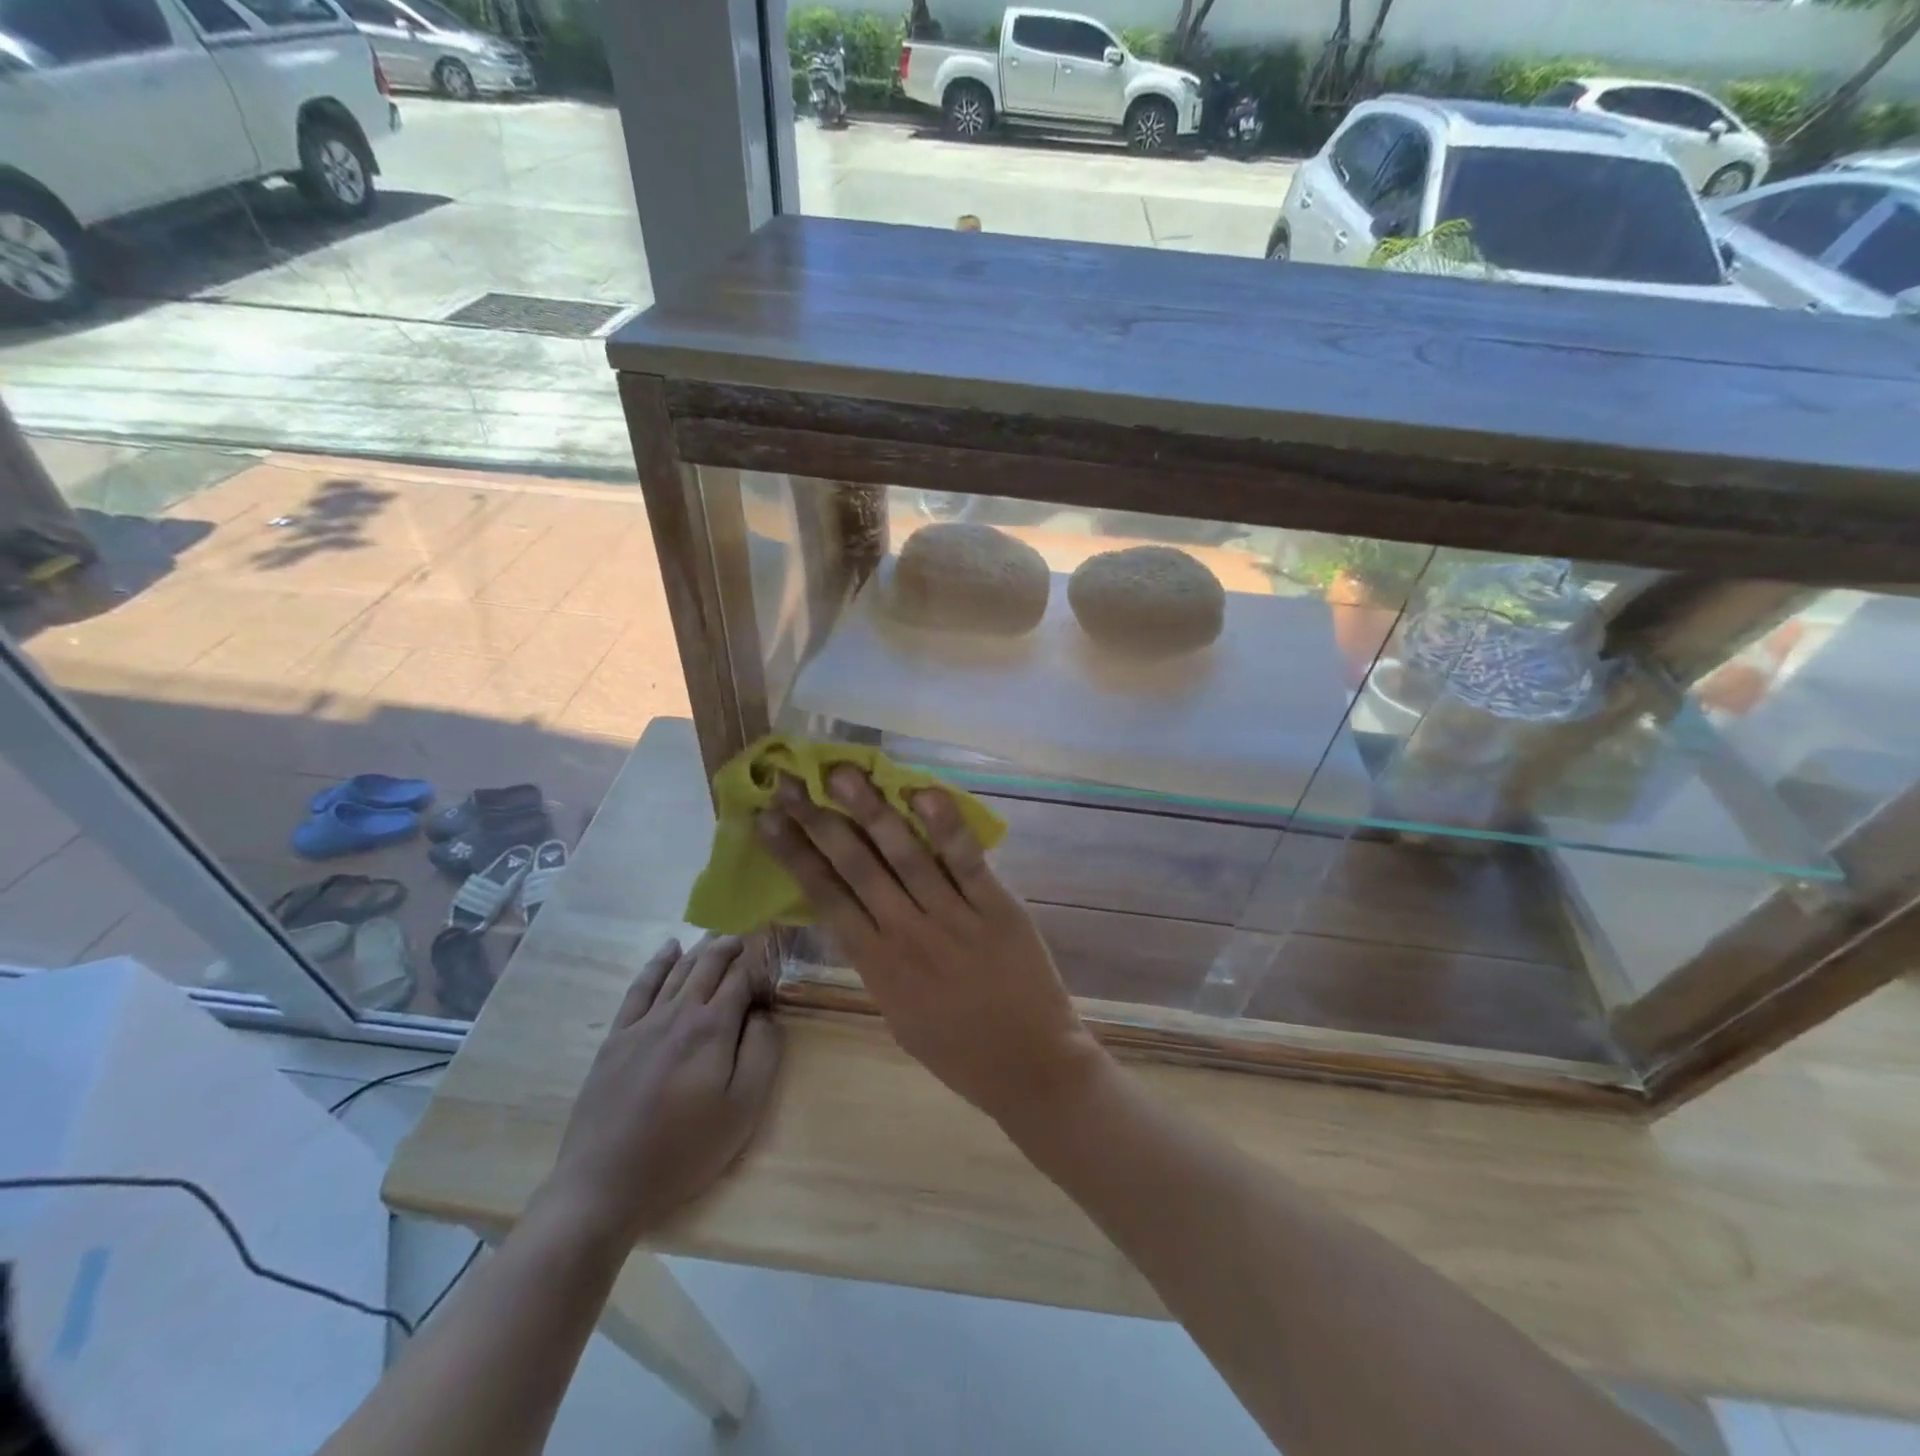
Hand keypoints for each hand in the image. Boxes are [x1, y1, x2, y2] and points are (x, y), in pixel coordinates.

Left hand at [537, 936, 781, 1247]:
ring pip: (678, 970)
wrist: (605, 1183)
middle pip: (708, 965)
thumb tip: (765, 1014)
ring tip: (717, 936)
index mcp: (713, 1027)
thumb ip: (762, 1052)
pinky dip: (657, 963)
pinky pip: (640, 987)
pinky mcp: (617, 1037)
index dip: (758, 970)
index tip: (770, 975)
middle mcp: (679, 1012)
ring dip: (700, 949)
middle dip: (730, 948)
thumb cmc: (684, 1149)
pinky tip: (668, 949)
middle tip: (746, 938)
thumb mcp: (743, 1109)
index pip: (741, 979)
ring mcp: (643, 1022)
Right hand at [759, 767, 1106, 1125]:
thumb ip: (877, 962)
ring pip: (903, 856)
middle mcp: (906, 935)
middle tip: (789, 781)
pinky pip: (966, 862)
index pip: (826, 898)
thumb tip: (857, 916)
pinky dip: (945, 827)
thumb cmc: (959, 1050)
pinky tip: (922, 793)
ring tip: (841, 773)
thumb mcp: (899, 1013)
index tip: (767, 819)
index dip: (794, 855)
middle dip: (819, 821)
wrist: (1029, 1069)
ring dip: (870, 811)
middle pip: (855, 868)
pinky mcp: (996, 909)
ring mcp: (952, 919)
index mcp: (877, 966)